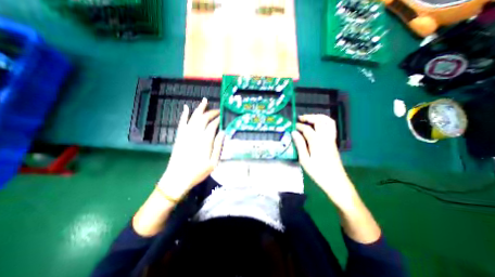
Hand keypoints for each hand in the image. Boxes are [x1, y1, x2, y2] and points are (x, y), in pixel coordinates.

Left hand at [159, 98, 224, 199]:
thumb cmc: (198, 172)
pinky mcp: (179, 136)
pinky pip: (182, 122)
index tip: (223, 117)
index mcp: (205, 141)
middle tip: (218, 110)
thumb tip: (223, 132)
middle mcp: (195, 134)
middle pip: (204, 118)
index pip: (213, 125)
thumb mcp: (213, 162)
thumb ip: (218, 146)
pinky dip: (184, 114)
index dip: (218, 119)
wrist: (177, 178)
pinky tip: (186, 107)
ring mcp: (185, 134)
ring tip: (204, 101)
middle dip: (211, 112)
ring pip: (193, 117)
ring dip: (199, 108)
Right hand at [291, 116, 355, 208]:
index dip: (298, 126)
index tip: (293, 127)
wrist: (335, 181)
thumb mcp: (305, 160)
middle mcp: (325, 137)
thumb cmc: (318, 172)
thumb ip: (299, 144)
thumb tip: (293, 132)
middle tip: (300, 118)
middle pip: (319, 120)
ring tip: (309, 119)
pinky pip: (331, 126)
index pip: (307, 129)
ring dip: (318, 117)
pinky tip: (317, 126)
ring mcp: (331, 139)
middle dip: (309, 117)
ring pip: (328, 121)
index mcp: (317, 142)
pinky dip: (324, 122)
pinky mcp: (333, 142)